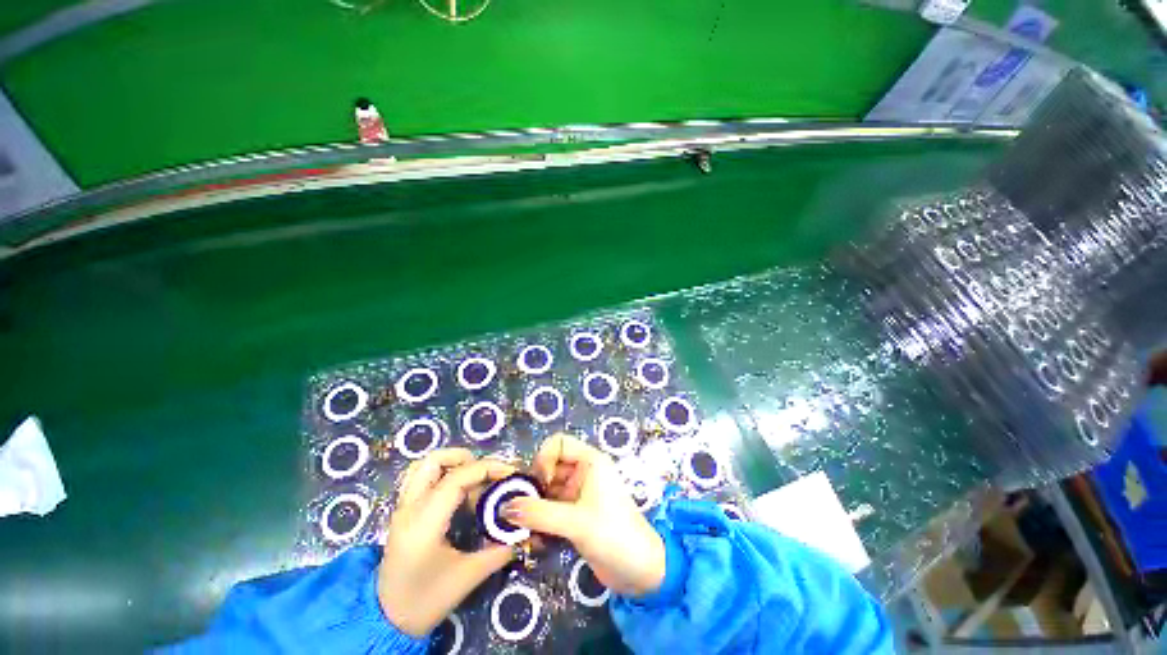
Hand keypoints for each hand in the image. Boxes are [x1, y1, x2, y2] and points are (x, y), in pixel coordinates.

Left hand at [378, 449, 515, 636]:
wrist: (385, 622)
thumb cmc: (426, 601)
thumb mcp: (467, 578)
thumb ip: (498, 551)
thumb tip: (523, 531)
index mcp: (423, 523)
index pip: (456, 478)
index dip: (487, 469)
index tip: (510, 474)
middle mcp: (409, 508)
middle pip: (434, 460)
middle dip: (466, 458)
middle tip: (488, 473)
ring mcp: (402, 508)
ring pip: (424, 465)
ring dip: (452, 463)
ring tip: (474, 479)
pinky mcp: (402, 512)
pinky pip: (420, 478)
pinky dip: (442, 474)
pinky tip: (459, 492)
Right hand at [500, 434, 665, 596]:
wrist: (640, 572)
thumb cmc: (614, 535)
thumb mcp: (576, 522)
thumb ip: (539, 513)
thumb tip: (503, 508)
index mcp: (590, 461)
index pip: (558, 443)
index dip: (544, 459)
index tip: (539, 485)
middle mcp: (583, 472)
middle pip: (549, 467)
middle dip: (533, 486)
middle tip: (520, 510)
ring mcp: (578, 494)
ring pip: (547, 490)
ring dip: (533, 506)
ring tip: (522, 528)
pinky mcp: (575, 514)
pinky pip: (550, 508)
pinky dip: (540, 520)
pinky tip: (533, 539)